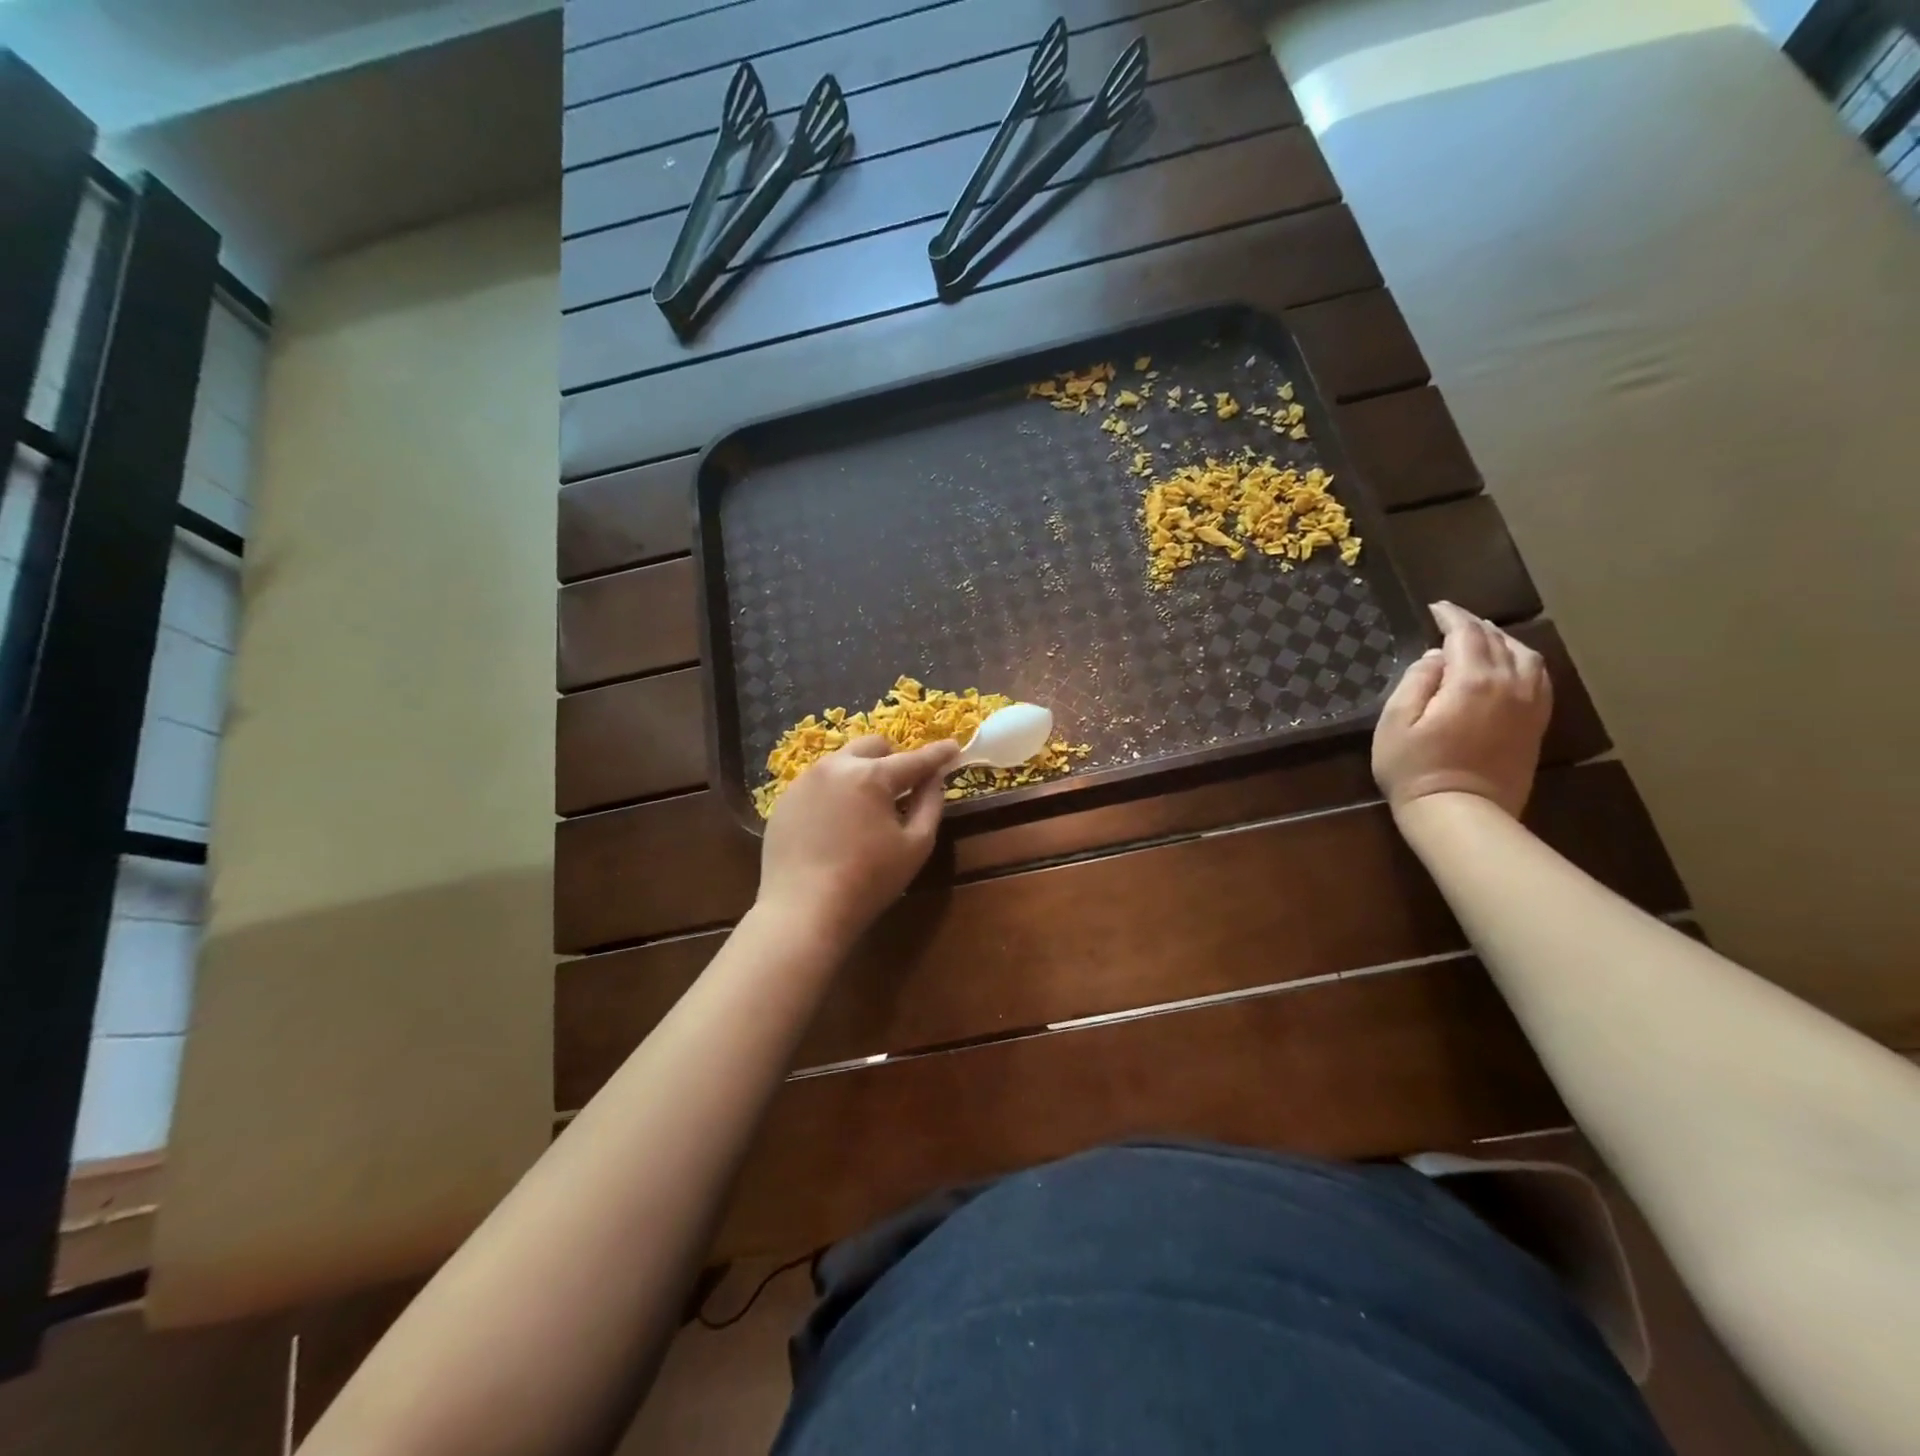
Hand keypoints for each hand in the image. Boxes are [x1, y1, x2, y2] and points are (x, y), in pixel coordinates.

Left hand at [758, 736, 961, 943]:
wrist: (803, 911)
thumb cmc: (868, 881)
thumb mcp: (915, 845)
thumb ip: (930, 804)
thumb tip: (934, 778)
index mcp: (871, 776)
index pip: (914, 759)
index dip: (937, 754)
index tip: (953, 747)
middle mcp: (835, 767)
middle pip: (872, 746)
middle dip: (893, 758)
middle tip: (902, 787)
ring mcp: (805, 781)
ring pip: (842, 762)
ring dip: (861, 774)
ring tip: (865, 809)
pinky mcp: (784, 800)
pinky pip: (818, 783)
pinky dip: (835, 793)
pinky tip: (836, 826)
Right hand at [1372, 601, 1551, 818]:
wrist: (1461, 814)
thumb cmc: (1415, 769)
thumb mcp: (1395, 722)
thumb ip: (1415, 681)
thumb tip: (1435, 658)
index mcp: (1473, 680)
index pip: (1466, 633)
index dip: (1451, 616)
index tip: (1435, 608)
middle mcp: (1510, 685)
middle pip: (1498, 641)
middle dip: (1474, 626)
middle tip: (1452, 621)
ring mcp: (1530, 705)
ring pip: (1526, 656)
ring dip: (1503, 641)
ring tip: (1481, 640)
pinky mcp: (1536, 725)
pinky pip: (1539, 679)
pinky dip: (1523, 663)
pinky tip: (1509, 667)